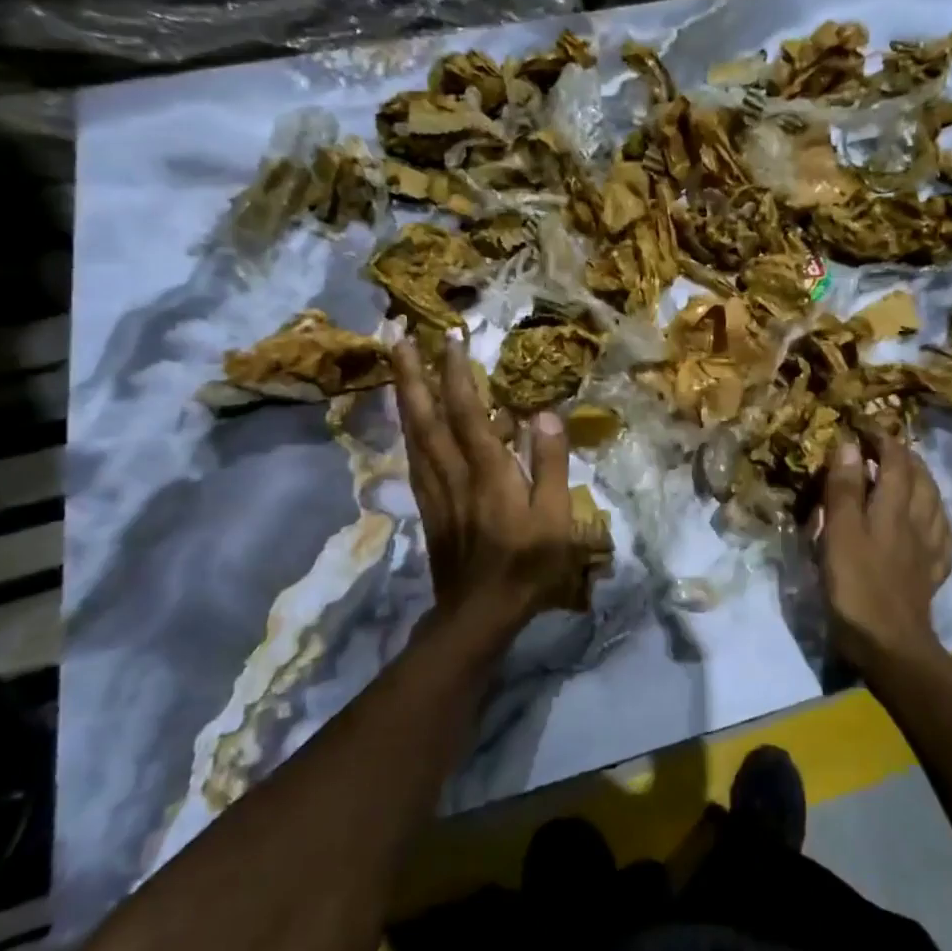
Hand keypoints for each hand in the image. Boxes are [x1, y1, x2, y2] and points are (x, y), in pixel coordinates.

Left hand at [391, 332, 580, 644]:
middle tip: (395, 337)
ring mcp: (434, 490)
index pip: (467, 411)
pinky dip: (408, 430)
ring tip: (396, 367)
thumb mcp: (556, 518)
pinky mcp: (428, 507)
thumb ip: (550, 464)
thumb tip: (544, 415)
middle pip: (425, 416)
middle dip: (410, 374)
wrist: (478, 613)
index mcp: (487, 472)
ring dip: (403, 396)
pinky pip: (413, 458)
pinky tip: (408, 422)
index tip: (449, 337)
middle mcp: (453, 473)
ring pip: (413, 435)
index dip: (456, 373)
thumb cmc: (527, 565)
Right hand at [815, 434, 951, 669]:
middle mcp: (917, 523)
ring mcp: (929, 550)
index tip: (865, 427)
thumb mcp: (840, 533)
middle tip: (885, 448)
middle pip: (921, 480)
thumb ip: (845, 489)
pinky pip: (941, 536)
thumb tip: (849, 445)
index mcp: (894, 509)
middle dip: (905, 457)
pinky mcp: (931, 575)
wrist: (890, 644)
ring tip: (909, 476)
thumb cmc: (857, 586)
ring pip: (935, 504)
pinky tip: (930, 523)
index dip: (882, 440)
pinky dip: (935, 519)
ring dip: (923, 483)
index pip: (895, 462)